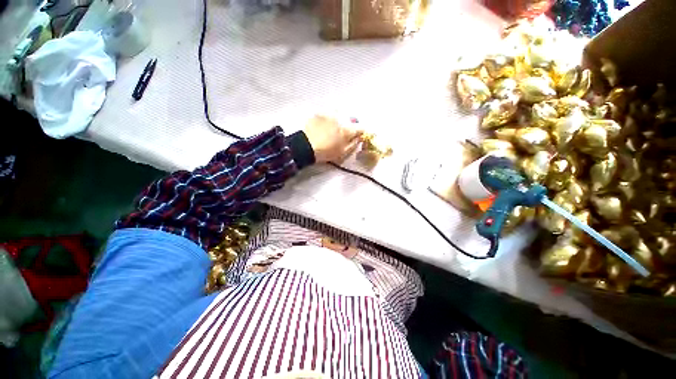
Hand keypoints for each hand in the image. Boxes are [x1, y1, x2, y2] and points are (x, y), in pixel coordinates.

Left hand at [303, 115, 362, 162]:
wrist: (306, 146)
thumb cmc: (325, 152)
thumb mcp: (342, 152)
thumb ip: (353, 144)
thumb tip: (359, 138)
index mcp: (347, 130)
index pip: (360, 128)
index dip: (361, 132)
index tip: (358, 136)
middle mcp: (340, 119)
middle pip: (350, 120)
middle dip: (350, 126)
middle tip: (344, 134)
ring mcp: (329, 115)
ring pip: (340, 116)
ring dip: (340, 121)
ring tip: (332, 130)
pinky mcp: (320, 113)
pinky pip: (329, 115)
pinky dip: (329, 120)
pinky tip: (324, 127)